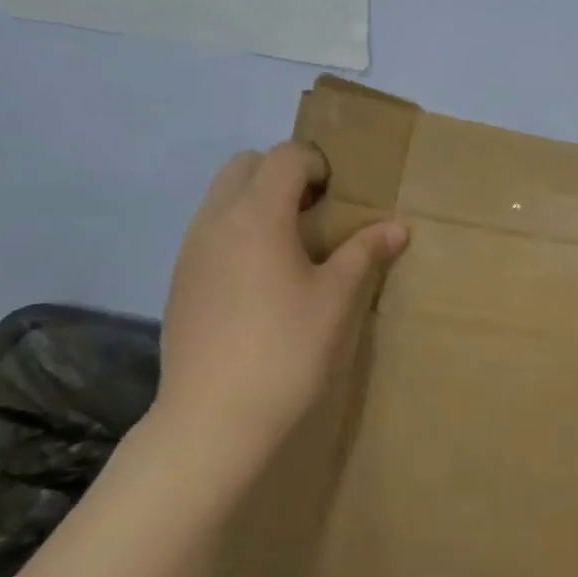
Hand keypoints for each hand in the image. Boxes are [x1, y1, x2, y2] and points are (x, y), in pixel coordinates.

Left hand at [153, 143, 407, 471]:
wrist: (214, 420)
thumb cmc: (287, 348)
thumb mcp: (337, 298)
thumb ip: (365, 252)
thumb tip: (397, 228)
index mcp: (256, 215)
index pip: (284, 156)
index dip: (318, 163)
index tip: (341, 198)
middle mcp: (216, 221)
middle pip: (244, 166)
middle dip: (282, 174)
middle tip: (316, 213)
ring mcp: (190, 252)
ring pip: (222, 198)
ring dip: (258, 202)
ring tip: (293, 248)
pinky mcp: (180, 283)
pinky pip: (210, 233)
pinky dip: (238, 233)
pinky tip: (262, 282)